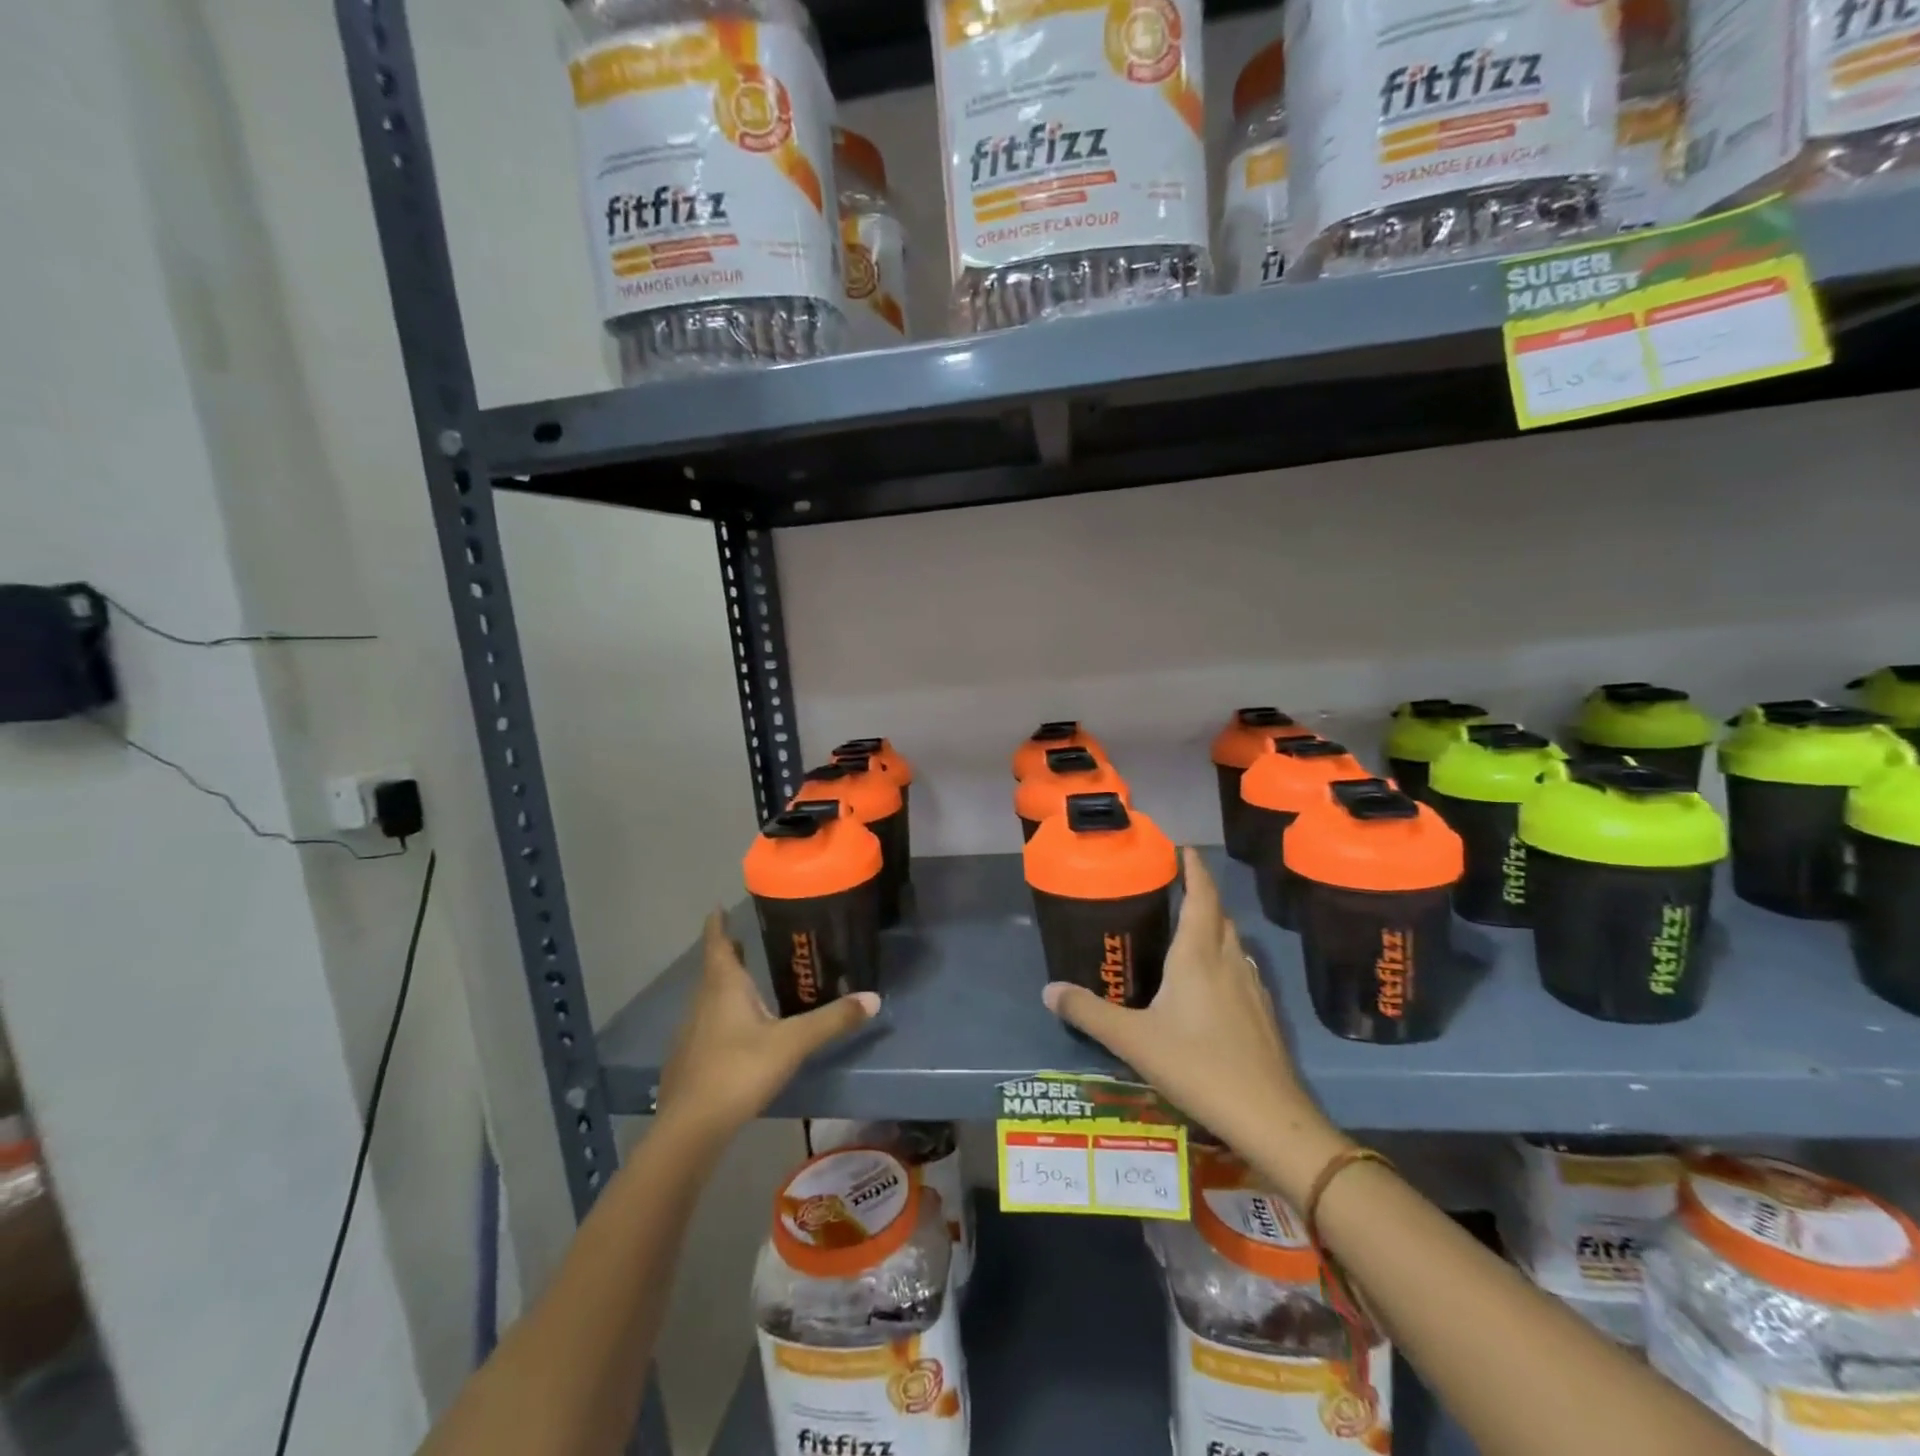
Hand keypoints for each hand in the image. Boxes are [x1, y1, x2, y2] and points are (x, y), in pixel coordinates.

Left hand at [657, 911, 878, 1143]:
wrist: (690, 1128)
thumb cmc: (739, 1070)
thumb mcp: (792, 1043)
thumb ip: (832, 1020)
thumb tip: (873, 998)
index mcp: (725, 987)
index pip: (718, 943)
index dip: (718, 924)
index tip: (718, 907)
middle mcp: (704, 1002)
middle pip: (714, 969)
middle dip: (729, 953)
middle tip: (745, 940)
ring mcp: (692, 1033)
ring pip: (710, 998)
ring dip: (725, 986)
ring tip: (748, 982)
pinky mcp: (689, 1060)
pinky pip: (707, 1025)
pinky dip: (722, 1016)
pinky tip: (738, 1032)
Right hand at [1042, 848, 1342, 1198]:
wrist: (1268, 1118)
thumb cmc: (1198, 1066)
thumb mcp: (1133, 1040)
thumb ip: (1089, 1012)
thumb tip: (1048, 990)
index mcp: (1198, 955)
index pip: (1202, 896)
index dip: (1194, 869)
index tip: (1183, 849)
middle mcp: (1228, 962)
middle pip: (1219, 915)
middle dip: (1201, 895)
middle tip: (1174, 889)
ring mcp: (1252, 988)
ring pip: (1233, 942)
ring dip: (1214, 927)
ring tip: (1187, 930)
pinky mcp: (1263, 1014)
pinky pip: (1241, 969)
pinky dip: (1223, 958)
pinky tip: (1209, 984)